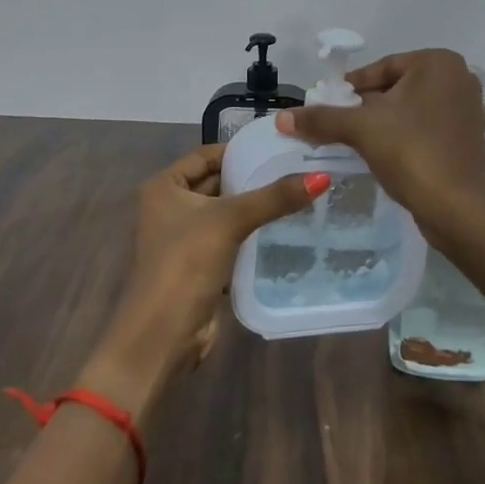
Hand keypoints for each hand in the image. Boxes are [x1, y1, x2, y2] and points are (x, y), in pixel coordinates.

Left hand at [82, 144, 326, 418]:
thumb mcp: (230, 221)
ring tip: (299, 195)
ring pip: (226, 213)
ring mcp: (184, 238)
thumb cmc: (185, 263)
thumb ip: (274, 198)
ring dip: (255, 207)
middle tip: (297, 169)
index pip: (207, 154)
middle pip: (217, 182)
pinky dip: (252, 234)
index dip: (240, 150)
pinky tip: (285, 229)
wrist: (162, 335)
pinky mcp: (200, 265)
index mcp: (164, 186)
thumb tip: (322, 176)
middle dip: (252, 178)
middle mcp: (170, 207)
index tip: (279, 147)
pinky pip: (230, 239)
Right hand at [278, 48, 484, 246]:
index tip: (328, 106)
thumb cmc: (412, 153)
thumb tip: (281, 118)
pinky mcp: (470, 138)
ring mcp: (469, 109)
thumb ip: (321, 119)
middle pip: (396, 88)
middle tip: (340, 127)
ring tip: (360, 143)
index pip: (381, 69)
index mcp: (438, 62)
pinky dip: (409, 138)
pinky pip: (429, 129)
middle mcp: (460, 77)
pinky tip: (392, 155)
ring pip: (412, 110)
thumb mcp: (361, 129)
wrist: (459, 210)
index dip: (350, 89)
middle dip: (368, 107)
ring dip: (386, 124)